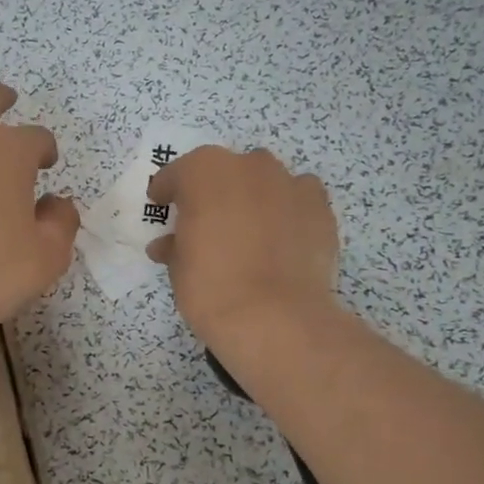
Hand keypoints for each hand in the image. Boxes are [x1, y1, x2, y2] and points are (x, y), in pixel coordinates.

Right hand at [146, 146, 339, 343]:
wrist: (275, 318)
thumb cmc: (212, 287)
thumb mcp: (179, 269)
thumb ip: (175, 246)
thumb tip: (170, 245)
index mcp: (205, 172)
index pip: (179, 173)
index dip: (168, 190)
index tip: (162, 205)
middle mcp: (250, 166)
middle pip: (227, 172)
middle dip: (215, 192)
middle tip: (208, 224)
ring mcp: (290, 184)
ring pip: (266, 182)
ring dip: (255, 198)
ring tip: (250, 232)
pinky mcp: (320, 208)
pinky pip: (297, 200)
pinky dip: (287, 213)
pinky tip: (282, 241)